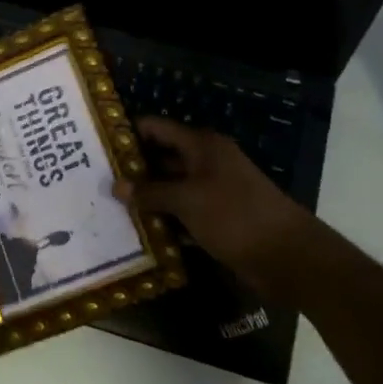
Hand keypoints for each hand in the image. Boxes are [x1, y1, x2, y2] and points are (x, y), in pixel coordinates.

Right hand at [117, 117, 325, 307]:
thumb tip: (116, 185)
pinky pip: (182, 214)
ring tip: (108, 207)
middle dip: (133, 169)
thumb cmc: (234, 215)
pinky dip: (164, 221)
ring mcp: (213, 191)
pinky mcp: (217, 219)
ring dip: (147, 198)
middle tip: (96, 180)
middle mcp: (206, 162)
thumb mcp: (187, 200)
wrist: (286, 256)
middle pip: (162, 158)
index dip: (129, 133)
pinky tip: (138, 232)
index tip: (97, 144)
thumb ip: (150, 192)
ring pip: (171, 188)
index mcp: (201, 146)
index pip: (157, 128)